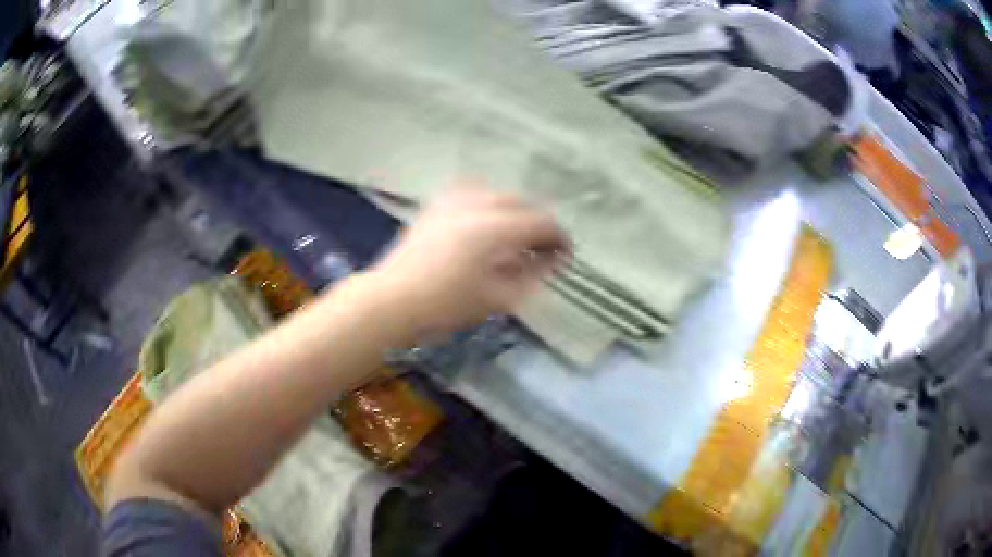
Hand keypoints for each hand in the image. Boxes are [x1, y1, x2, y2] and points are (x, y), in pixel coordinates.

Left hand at [370, 187, 569, 336]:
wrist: (394, 299)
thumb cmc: (447, 305)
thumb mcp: (499, 298)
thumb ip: (532, 275)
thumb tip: (554, 260)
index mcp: (495, 229)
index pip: (542, 222)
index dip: (559, 238)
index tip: (566, 256)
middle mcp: (477, 204)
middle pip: (523, 203)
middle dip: (538, 224)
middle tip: (543, 249)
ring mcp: (454, 200)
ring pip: (499, 194)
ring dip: (515, 212)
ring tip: (516, 237)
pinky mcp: (438, 204)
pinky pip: (474, 192)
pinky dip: (489, 205)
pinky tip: (486, 223)